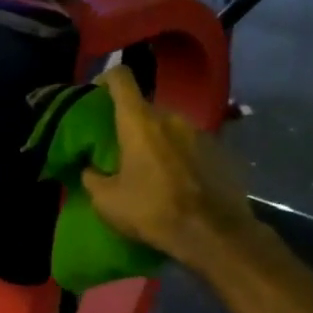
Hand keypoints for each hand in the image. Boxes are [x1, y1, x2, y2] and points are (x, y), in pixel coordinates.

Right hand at [80, 66, 254, 272]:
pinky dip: (182, 157)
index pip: (121, 79)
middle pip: (147, 109)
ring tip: (152, 169)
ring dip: (159, 142)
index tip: (97, 91)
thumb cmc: (152, 211)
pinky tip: (179, 183)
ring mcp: (201, 133)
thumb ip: (93, 178)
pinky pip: (193, 147)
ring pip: (172, 128)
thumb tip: (91, 170)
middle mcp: (173, 118)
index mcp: (140, 122)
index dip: (106, 78)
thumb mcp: (107, 202)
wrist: (212, 234)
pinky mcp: (222, 152)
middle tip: (123, 148)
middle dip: (133, 123)